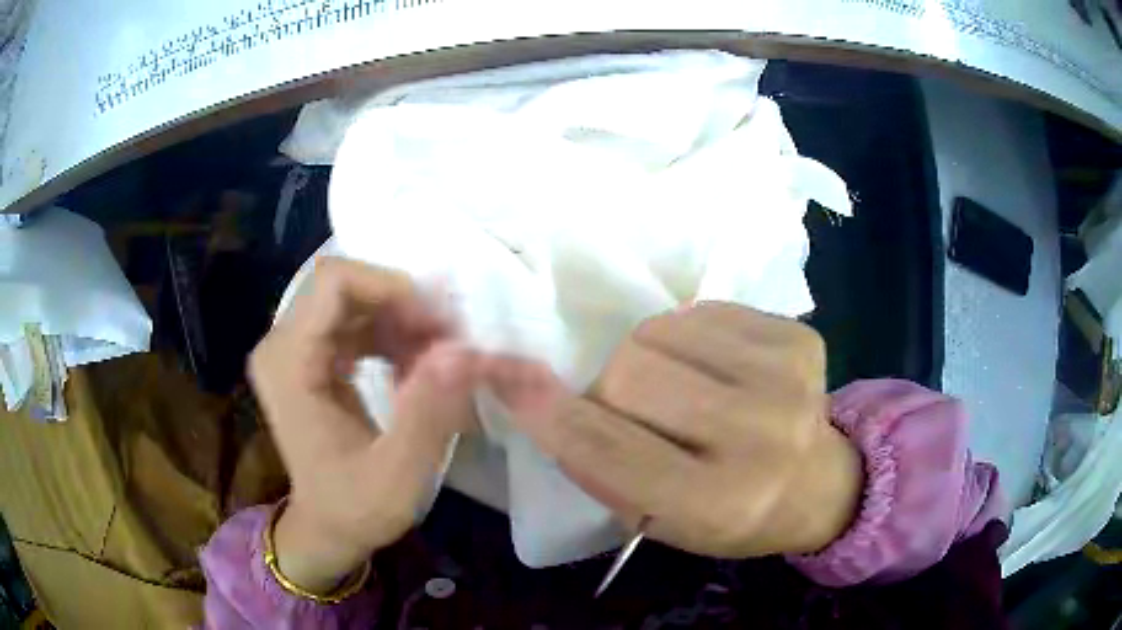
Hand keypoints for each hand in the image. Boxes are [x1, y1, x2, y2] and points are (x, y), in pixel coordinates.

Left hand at [248, 258, 488, 592]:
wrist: (326, 527)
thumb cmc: (356, 508)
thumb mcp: (399, 475)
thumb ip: (428, 413)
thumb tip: (462, 350)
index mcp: (289, 365)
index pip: (334, 282)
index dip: (391, 288)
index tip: (438, 325)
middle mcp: (281, 344)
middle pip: (345, 286)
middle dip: (403, 304)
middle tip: (448, 341)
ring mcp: (292, 348)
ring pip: (353, 299)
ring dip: (401, 320)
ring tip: (435, 360)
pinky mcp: (307, 356)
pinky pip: (353, 320)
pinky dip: (390, 334)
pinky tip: (412, 369)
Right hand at [488, 302, 863, 557]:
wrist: (816, 484)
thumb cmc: (729, 515)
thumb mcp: (657, 519)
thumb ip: (599, 466)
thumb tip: (536, 395)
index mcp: (718, 504)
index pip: (609, 449)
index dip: (550, 412)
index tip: (510, 379)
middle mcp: (761, 438)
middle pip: (632, 372)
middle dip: (610, 388)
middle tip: (630, 408)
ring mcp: (789, 380)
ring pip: (661, 331)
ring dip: (646, 356)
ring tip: (677, 386)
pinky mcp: (801, 338)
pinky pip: (702, 312)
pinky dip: (687, 337)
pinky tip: (714, 368)